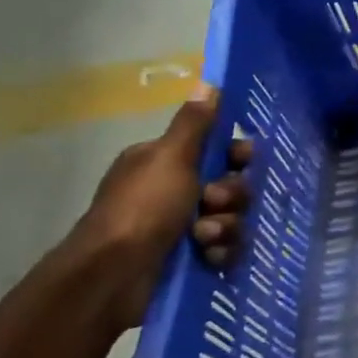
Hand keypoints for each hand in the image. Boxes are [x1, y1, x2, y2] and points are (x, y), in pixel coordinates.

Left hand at [75, 85, 253, 328]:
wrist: (113, 275)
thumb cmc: (142, 208)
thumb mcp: (170, 158)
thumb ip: (194, 124)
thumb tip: (208, 82)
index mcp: (165, 163)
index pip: (216, 150)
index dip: (236, 156)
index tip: (244, 160)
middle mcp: (173, 191)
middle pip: (230, 185)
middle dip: (231, 196)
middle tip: (213, 203)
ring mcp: (181, 228)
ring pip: (231, 219)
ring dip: (225, 227)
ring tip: (204, 237)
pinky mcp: (189, 259)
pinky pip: (225, 249)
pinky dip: (221, 252)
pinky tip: (210, 257)